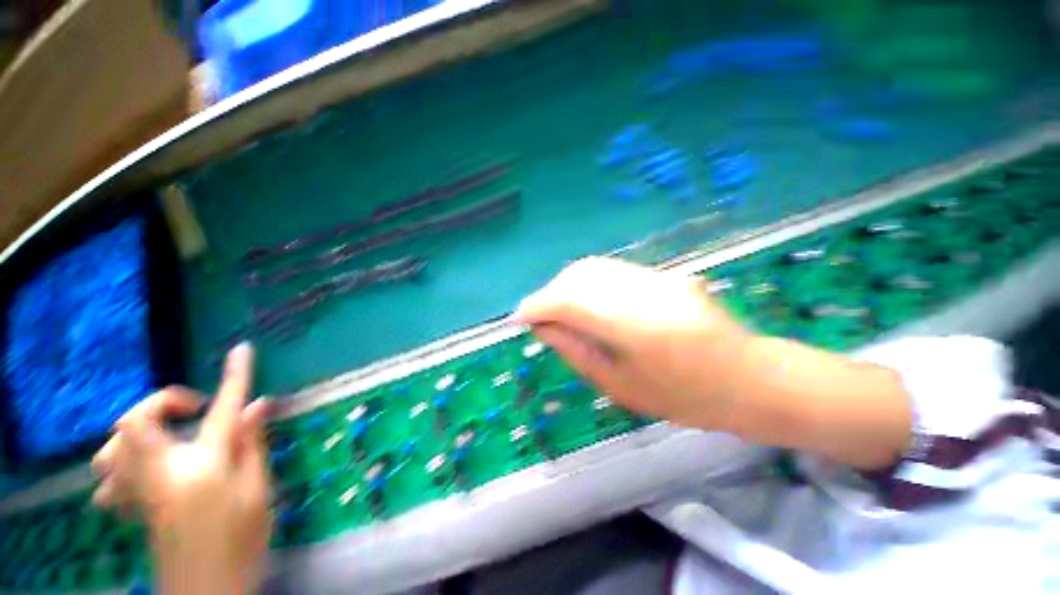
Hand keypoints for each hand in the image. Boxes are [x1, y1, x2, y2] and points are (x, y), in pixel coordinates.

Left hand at [91, 344, 272, 594]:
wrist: (207, 594)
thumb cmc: (241, 543)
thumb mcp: (259, 493)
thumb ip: (254, 445)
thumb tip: (258, 404)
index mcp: (202, 469)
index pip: (221, 410)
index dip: (234, 377)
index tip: (242, 350)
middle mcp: (159, 474)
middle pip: (135, 421)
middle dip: (162, 402)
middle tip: (193, 410)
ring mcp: (138, 492)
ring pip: (112, 447)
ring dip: (138, 431)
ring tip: (167, 436)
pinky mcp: (130, 508)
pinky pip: (107, 477)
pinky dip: (121, 465)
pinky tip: (141, 472)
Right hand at [516, 257, 910, 468]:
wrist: (748, 378)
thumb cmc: (685, 398)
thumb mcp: (620, 386)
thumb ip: (576, 351)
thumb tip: (542, 327)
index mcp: (634, 326)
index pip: (569, 301)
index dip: (537, 306)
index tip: (518, 318)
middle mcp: (643, 291)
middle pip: (578, 277)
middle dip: (549, 294)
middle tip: (540, 318)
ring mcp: (655, 277)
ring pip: (592, 268)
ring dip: (566, 286)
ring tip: (558, 310)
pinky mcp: (662, 273)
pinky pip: (611, 271)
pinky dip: (587, 283)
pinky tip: (586, 302)